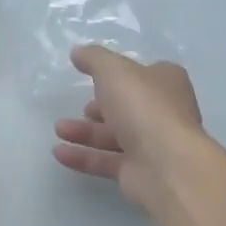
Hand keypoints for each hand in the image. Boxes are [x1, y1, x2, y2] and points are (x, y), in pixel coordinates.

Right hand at [53, 46, 206, 214]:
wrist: (166, 166)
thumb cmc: (143, 107)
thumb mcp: (113, 69)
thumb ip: (93, 58)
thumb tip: (78, 52)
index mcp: (167, 83)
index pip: (144, 74)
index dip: (120, 75)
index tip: (94, 77)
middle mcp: (164, 113)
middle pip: (128, 107)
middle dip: (100, 108)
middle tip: (81, 108)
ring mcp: (154, 145)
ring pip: (115, 136)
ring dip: (85, 132)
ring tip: (59, 130)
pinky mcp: (140, 172)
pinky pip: (107, 161)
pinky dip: (83, 156)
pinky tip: (59, 153)